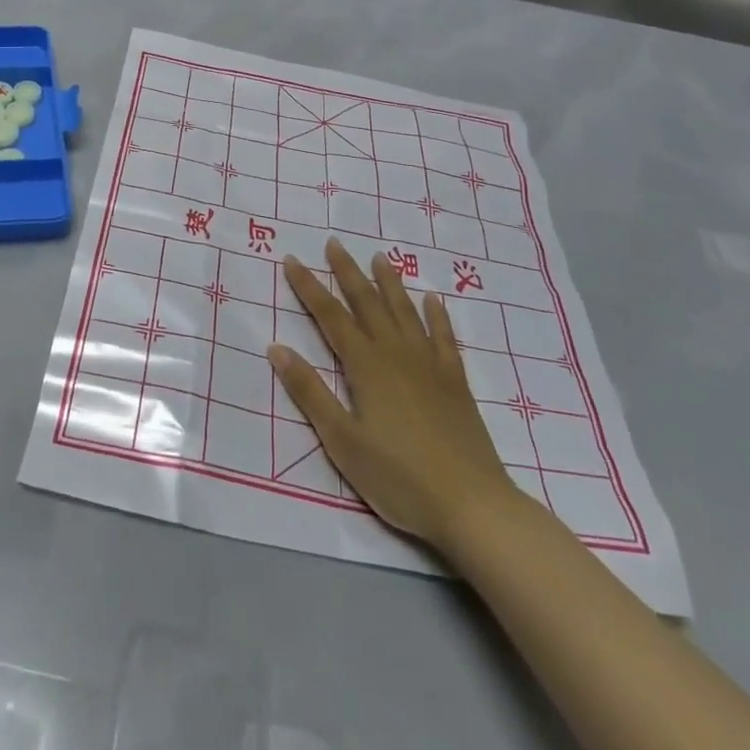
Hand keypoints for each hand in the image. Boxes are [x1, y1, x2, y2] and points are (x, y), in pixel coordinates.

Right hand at [268, 239, 517, 549]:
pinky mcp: (456, 382)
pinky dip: (437, 315)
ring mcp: (429, 365)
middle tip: (334, 243)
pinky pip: (444, 337)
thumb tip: (276, 348)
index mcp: (366, 366)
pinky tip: (433, 300)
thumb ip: (310, 392)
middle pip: (367, 303)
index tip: (291, 259)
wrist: (472, 505)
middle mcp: (396, 354)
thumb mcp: (342, 441)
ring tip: (379, 257)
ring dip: (389, 283)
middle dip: (347, 272)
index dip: (308, 287)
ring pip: (405, 311)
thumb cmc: (399, 478)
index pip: (330, 316)